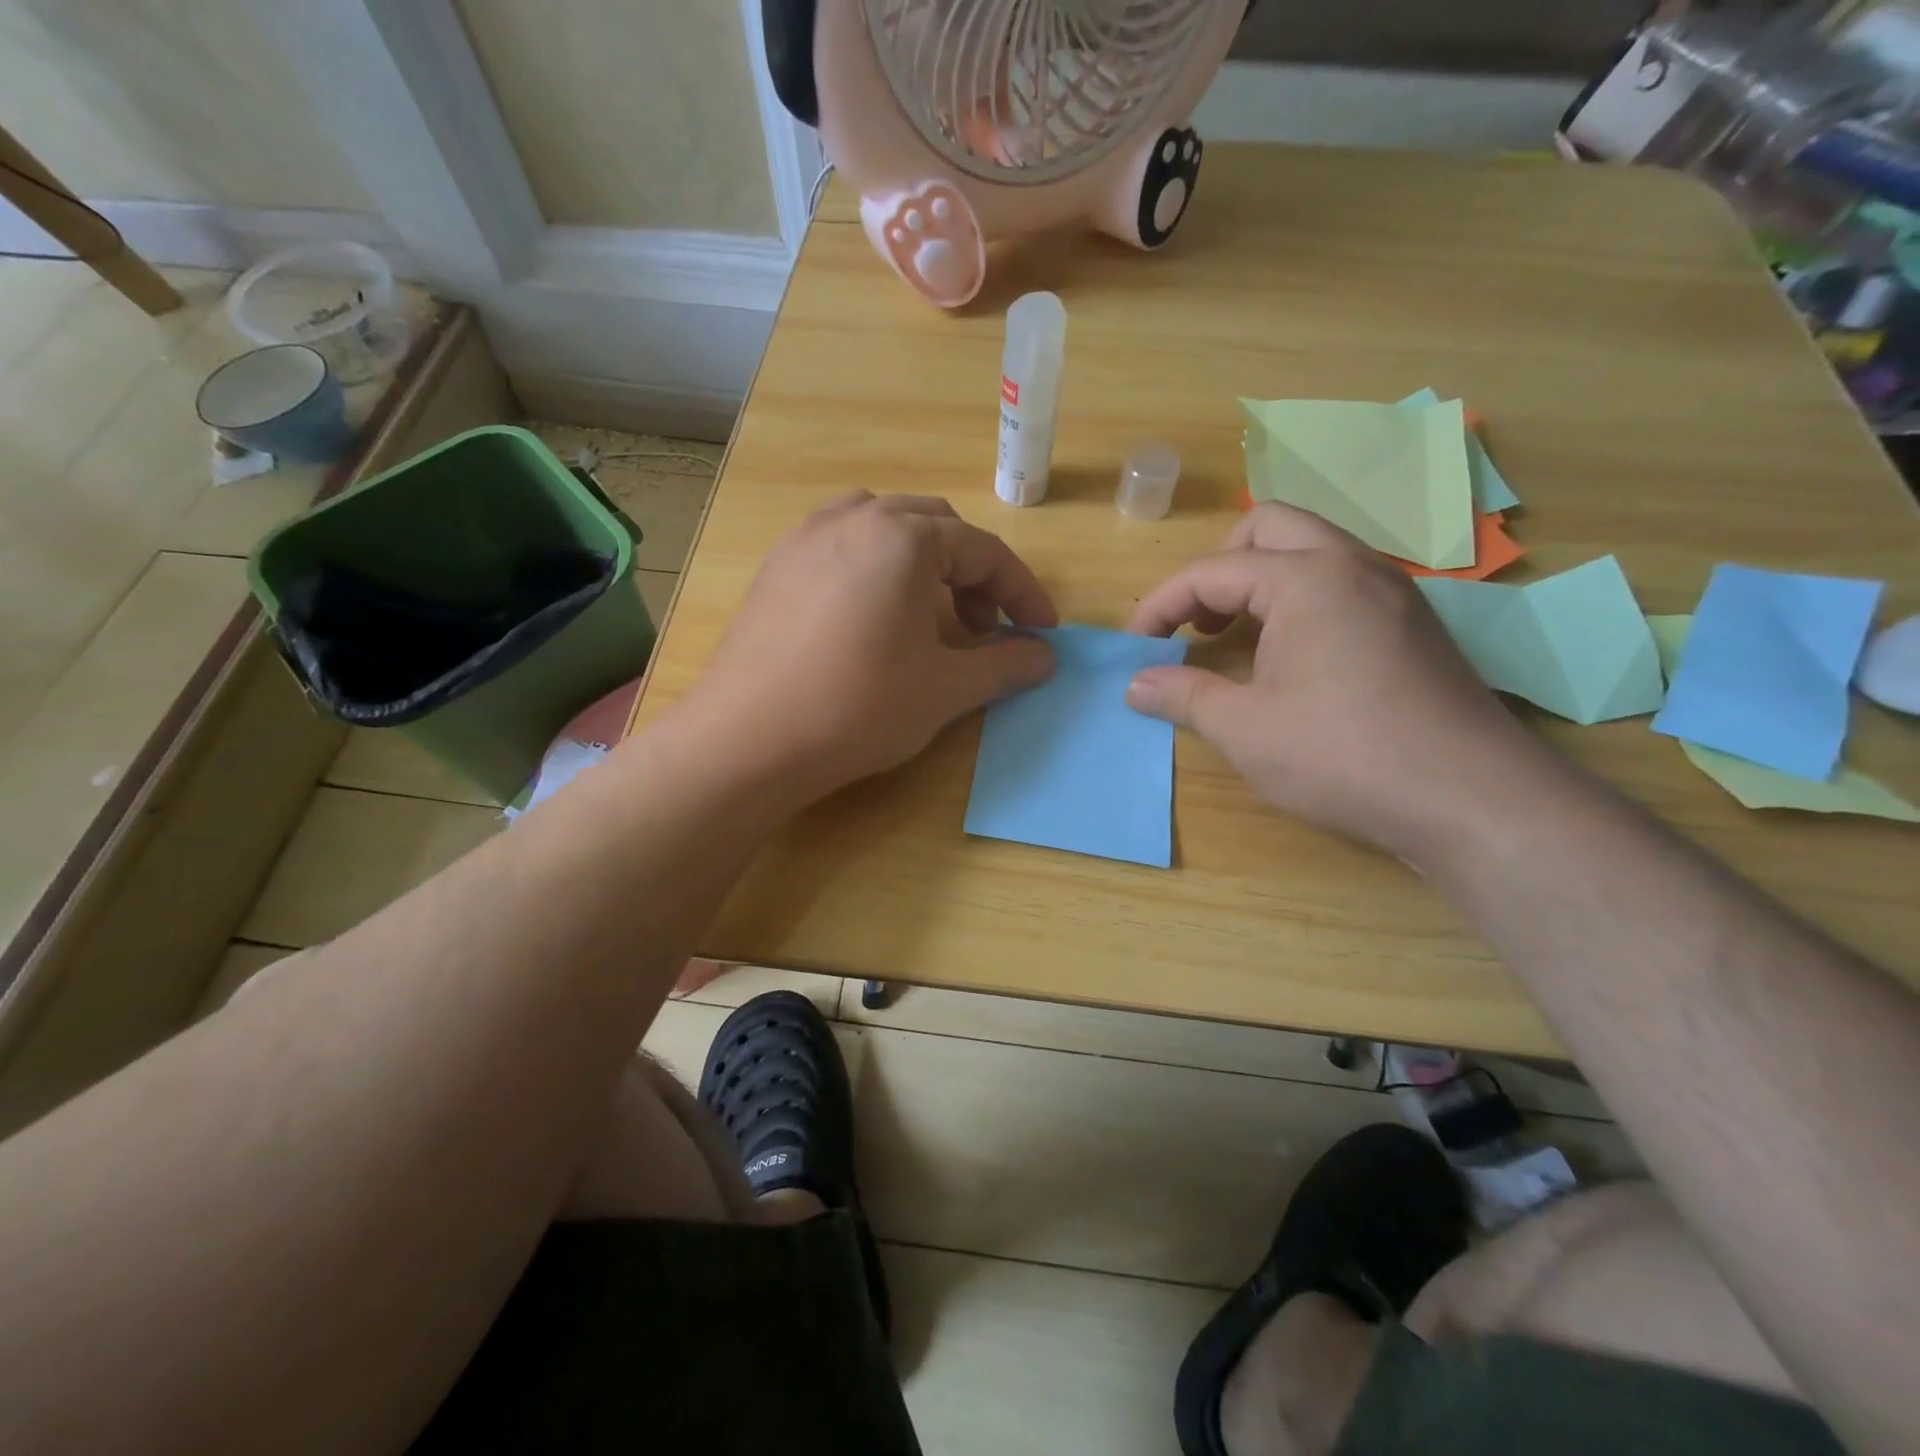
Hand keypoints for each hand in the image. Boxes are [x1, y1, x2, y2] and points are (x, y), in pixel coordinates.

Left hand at [684, 493, 1057, 795]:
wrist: (748, 740)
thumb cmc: (860, 707)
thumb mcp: (946, 689)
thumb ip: (1005, 665)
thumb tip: (1045, 656)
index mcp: (904, 537)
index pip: (984, 551)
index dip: (1023, 593)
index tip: (1043, 631)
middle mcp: (854, 518)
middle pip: (936, 528)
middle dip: (973, 574)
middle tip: (985, 628)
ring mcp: (806, 538)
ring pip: (885, 528)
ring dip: (923, 563)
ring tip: (929, 615)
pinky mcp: (776, 566)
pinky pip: (842, 546)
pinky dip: (876, 568)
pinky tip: (873, 618)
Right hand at [1125, 503, 1547, 860]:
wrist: (1470, 799)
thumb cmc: (1342, 756)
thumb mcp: (1245, 729)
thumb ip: (1183, 695)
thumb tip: (1135, 684)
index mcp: (1307, 578)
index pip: (1212, 571)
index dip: (1162, 605)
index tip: (1136, 646)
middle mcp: (1353, 564)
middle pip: (1267, 526)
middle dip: (1216, 568)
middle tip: (1196, 624)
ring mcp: (1392, 590)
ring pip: (1310, 548)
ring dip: (1259, 579)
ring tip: (1235, 636)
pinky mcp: (1412, 621)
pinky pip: (1340, 580)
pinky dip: (1297, 597)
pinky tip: (1289, 655)